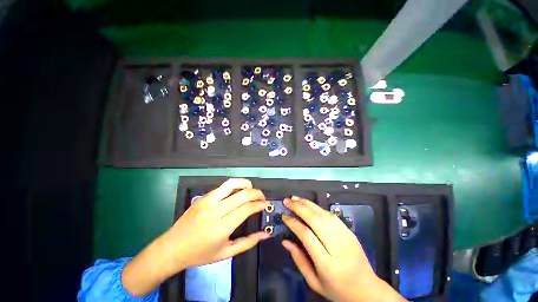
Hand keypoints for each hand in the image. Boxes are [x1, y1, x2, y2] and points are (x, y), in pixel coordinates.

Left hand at [122, 178, 269, 295]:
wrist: (171, 248)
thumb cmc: (200, 254)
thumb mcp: (226, 253)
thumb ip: (248, 242)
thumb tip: (265, 234)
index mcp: (222, 227)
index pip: (247, 208)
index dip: (259, 204)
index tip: (265, 205)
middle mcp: (216, 210)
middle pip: (243, 194)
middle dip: (257, 193)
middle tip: (262, 197)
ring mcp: (208, 201)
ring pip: (232, 183)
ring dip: (246, 183)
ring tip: (251, 190)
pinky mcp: (203, 196)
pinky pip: (223, 186)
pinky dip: (235, 186)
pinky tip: (238, 192)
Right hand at [282, 196, 405, 301]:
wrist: (367, 290)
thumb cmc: (337, 289)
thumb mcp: (314, 282)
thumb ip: (299, 260)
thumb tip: (285, 241)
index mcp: (327, 263)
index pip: (306, 235)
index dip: (293, 223)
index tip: (284, 216)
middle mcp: (336, 246)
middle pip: (315, 220)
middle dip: (299, 207)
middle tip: (287, 201)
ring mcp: (345, 236)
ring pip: (323, 214)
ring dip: (307, 204)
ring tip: (295, 198)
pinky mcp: (349, 231)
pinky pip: (331, 215)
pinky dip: (318, 207)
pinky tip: (309, 205)